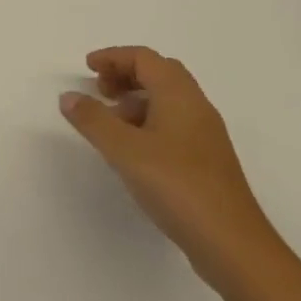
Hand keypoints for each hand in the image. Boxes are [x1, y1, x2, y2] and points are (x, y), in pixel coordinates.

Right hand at [59, 47, 273, 287]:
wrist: (232, 244)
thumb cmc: (177, 186)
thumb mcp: (125, 151)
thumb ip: (94, 120)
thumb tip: (69, 96)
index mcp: (179, 93)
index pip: (144, 58)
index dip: (113, 57)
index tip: (87, 68)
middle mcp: (196, 105)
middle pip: (158, 73)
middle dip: (125, 75)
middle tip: (99, 91)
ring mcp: (205, 134)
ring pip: (167, 100)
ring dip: (136, 101)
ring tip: (110, 125)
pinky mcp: (208, 160)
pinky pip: (174, 124)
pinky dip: (149, 123)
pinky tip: (135, 152)